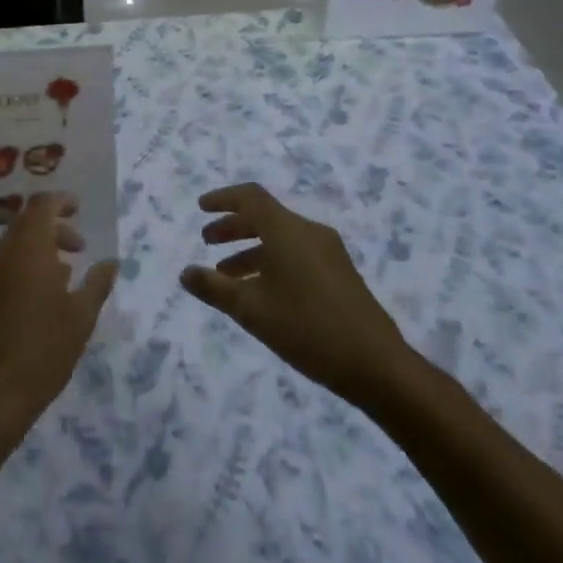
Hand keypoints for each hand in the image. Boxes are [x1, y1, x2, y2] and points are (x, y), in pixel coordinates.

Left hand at [0, 194, 117, 445]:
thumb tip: (110, 261)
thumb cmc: (42, 353)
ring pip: (5, 253)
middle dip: (51, 232)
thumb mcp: (80, 319)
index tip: (77, 209)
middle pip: (23, 227)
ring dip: (30, 257)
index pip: (41, 206)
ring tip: (53, 283)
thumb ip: (97, 283)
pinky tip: (20, 308)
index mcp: (27, 250)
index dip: (60, 202)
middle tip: (75, 251)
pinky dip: (8, 278)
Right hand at [180, 183, 412, 405]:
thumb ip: (214, 288)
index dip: (223, 198)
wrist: (378, 365)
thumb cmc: (307, 329)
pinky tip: (261, 292)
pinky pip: (296, 253)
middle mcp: (308, 232)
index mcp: (287, 230)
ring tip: (226, 275)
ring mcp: (328, 252)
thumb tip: (185, 272)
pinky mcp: (340, 273)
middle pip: (265, 216)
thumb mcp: (251, 310)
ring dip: (250, 248)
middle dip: (233, 226)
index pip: (250, 197)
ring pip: (280, 237)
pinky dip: (271, 261)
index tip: (201, 208)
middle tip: (207, 241)